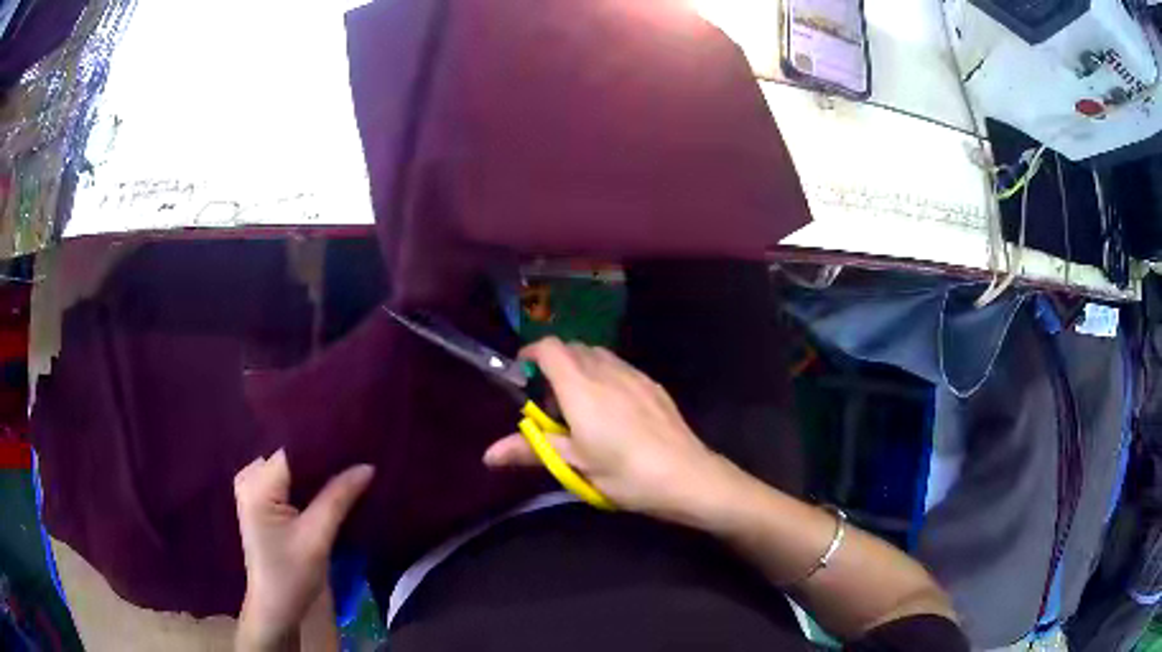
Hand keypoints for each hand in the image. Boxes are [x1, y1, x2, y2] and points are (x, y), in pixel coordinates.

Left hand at [233, 450, 373, 649]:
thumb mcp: (317, 538)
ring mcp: (253, 488)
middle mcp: (249, 477)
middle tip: (358, 456)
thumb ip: (338, 498)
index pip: (293, 450)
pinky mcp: (261, 500)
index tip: (356, 443)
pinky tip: (332, 485)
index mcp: (256, 484)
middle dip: (323, 458)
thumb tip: (367, 466)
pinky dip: (309, 482)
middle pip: (292, 456)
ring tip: (350, 467)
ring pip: (292, 467)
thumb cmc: (292, 576)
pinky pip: (288, 480)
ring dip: (318, 471)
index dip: (324, 446)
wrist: (275, 607)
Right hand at [484, 337, 725, 516]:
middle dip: (555, 365)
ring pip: (598, 355)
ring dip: (581, 368)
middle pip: (573, 348)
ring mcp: (634, 375)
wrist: (686, 475)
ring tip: (582, 407)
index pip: (550, 348)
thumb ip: (531, 451)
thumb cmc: (625, 473)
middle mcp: (606, 371)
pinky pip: (620, 367)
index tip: (522, 373)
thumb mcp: (575, 465)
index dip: (532, 353)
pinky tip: (613, 410)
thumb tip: (488, 455)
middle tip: (552, 404)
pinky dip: (605, 375)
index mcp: (581, 388)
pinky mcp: (653, 385)